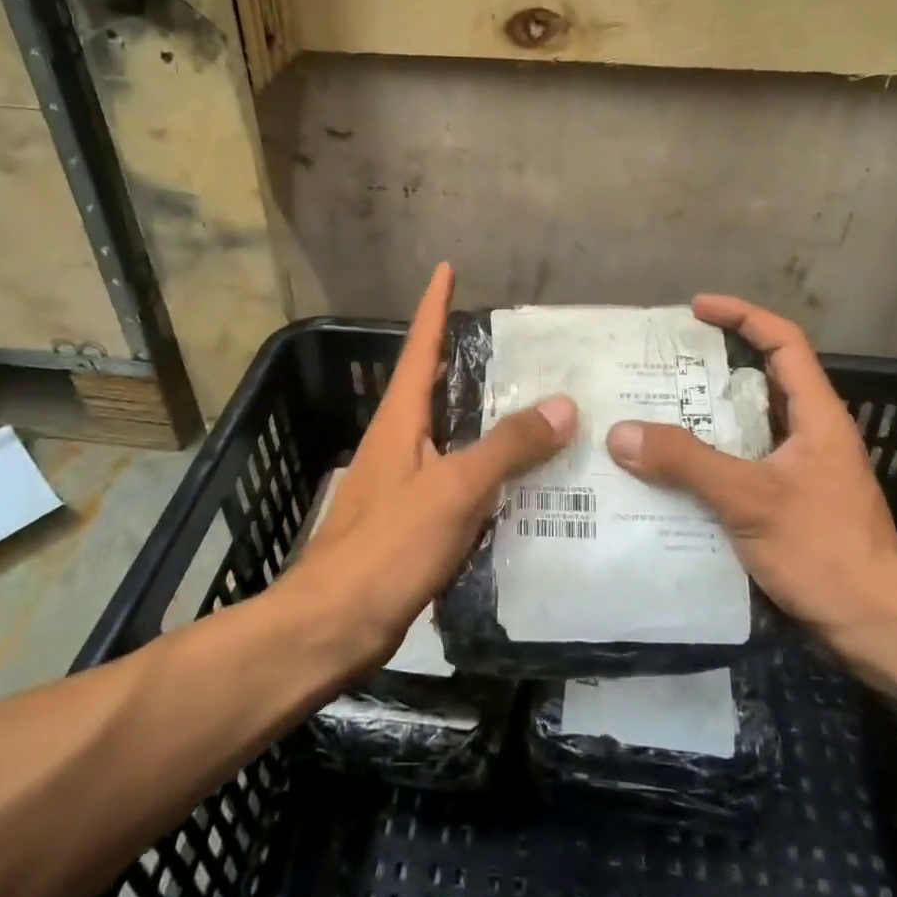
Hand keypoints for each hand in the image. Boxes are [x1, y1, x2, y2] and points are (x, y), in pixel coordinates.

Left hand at [289, 263, 576, 667]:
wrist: (332, 627)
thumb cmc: (387, 545)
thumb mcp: (454, 489)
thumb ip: (508, 446)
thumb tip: (564, 405)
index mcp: (400, 420)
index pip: (420, 347)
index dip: (435, 306)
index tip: (447, 269)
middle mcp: (398, 441)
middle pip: (436, 386)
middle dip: (470, 360)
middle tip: (524, 346)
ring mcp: (402, 482)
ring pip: (452, 434)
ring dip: (487, 417)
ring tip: (538, 406)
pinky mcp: (412, 521)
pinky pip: (459, 478)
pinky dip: (489, 469)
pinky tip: (522, 481)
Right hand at [605, 294, 896, 667]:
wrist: (878, 628)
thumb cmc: (824, 551)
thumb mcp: (750, 499)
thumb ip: (687, 462)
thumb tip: (622, 433)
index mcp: (816, 415)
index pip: (783, 342)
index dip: (742, 316)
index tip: (696, 309)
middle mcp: (811, 433)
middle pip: (762, 380)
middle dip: (714, 366)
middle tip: (662, 365)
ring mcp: (802, 470)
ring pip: (749, 425)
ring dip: (708, 415)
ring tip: (656, 412)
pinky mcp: (791, 503)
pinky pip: (743, 462)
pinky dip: (710, 457)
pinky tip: (674, 473)